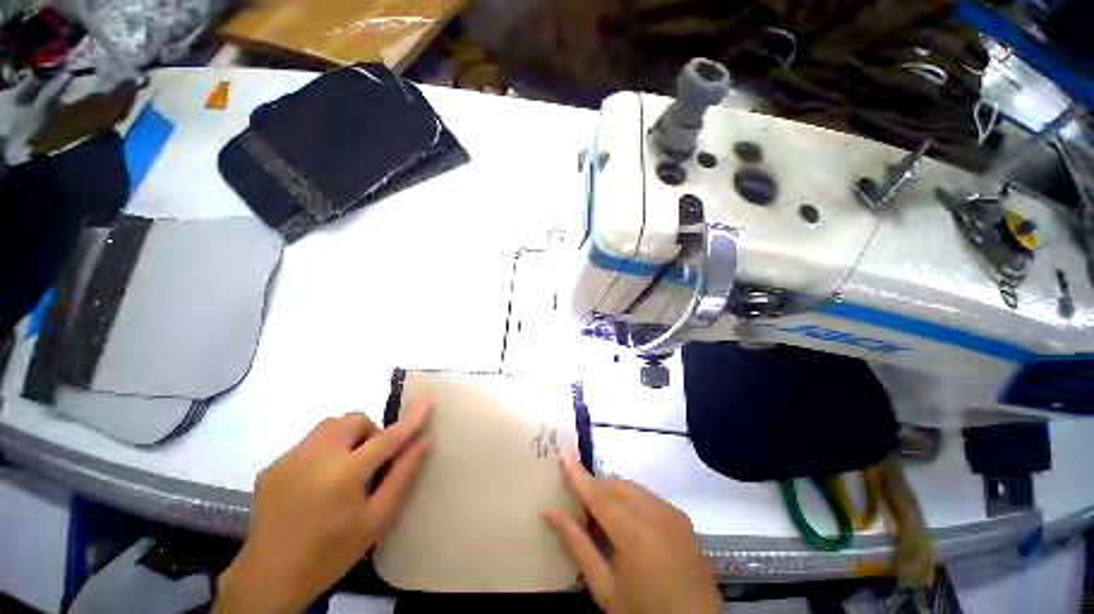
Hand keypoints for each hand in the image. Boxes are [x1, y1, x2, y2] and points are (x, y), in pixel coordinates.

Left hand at [214, 402, 431, 613]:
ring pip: (329, 426)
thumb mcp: (377, 519)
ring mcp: (289, 459)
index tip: (427, 400)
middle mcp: (316, 457)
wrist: (269, 577)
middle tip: (369, 462)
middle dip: (369, 432)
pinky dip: (322, 451)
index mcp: (345, 474)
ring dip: (346, 437)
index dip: (411, 418)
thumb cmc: (331, 552)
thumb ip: (403, 475)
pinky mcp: (272, 466)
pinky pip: (308, 443)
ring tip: (343, 469)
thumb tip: (425, 440)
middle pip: (353, 420)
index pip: (388, 437)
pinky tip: (315, 483)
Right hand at [544, 453, 720, 613]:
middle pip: (615, 485)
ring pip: (632, 487)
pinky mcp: (683, 518)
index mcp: (633, 531)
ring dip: (614, 494)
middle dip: (596, 489)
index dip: (577, 473)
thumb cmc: (643, 612)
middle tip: (582, 509)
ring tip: (607, 521)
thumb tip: (549, 511)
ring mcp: (672, 513)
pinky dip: (633, 500)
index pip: (597, 493)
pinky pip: (649, 497)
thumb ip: (577, 544)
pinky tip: (632, 526)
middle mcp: (655, 512)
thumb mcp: (604, 586)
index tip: (563, 452)